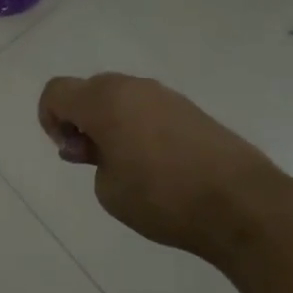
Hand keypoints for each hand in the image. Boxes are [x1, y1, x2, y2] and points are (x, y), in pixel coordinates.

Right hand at [37, 73, 287, 266]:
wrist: (242, 204)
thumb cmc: (162, 198)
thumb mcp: (108, 189)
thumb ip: (92, 160)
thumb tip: (99, 147)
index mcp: (104, 101)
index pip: (56, 92)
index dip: (50, 119)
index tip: (70, 152)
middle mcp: (133, 87)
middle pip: (88, 90)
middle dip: (80, 120)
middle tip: (92, 159)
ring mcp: (165, 95)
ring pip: (120, 98)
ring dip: (110, 122)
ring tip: (125, 165)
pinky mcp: (191, 109)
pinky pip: (148, 108)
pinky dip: (138, 126)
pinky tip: (155, 163)